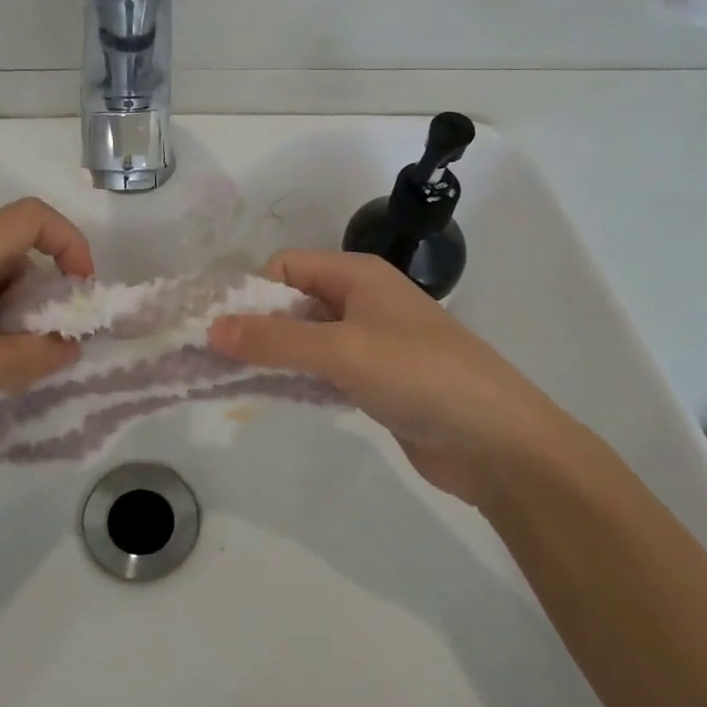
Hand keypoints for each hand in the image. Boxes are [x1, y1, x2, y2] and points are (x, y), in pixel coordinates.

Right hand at [209, 250, 575, 505]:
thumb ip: (275, 339)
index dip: (252, 293)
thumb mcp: (342, 350)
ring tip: (234, 382)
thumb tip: (211, 328)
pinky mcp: (375, 379)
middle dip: (256, 326)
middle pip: (293, 300)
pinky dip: (297, 377)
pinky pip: (322, 368)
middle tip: (217, 361)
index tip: (222, 332)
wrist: (496, 441)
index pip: (286, 266)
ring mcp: (370, 341)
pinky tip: (274, 398)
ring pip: (305, 337)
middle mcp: (361, 299)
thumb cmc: (419, 375)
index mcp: (357, 274)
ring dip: (273, 355)